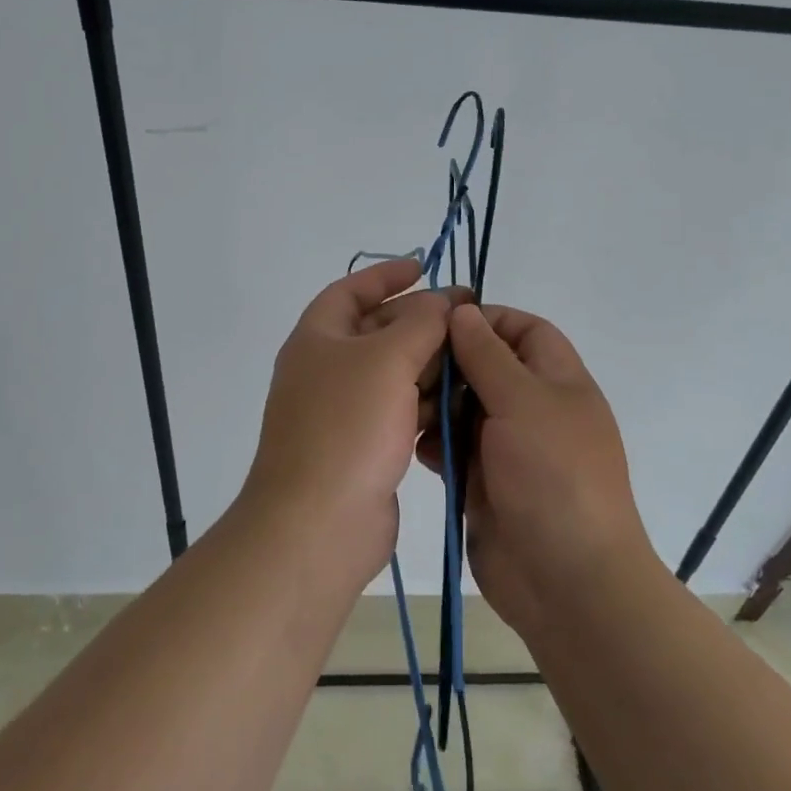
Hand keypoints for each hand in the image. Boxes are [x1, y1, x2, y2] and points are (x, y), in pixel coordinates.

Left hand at [243, 259, 462, 588]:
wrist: (318, 524)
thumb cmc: (348, 427)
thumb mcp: (387, 359)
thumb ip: (421, 322)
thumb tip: (442, 302)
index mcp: (318, 339)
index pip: (350, 290)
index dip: (386, 275)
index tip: (425, 266)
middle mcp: (327, 370)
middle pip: (378, 331)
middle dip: (421, 321)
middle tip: (469, 317)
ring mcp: (344, 411)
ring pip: (393, 373)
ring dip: (429, 364)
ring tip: (473, 361)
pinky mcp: (364, 447)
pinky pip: (399, 410)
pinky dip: (425, 403)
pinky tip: (457, 405)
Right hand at [418, 304, 655, 638]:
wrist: (567, 582)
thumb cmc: (553, 476)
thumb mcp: (523, 402)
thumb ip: (488, 355)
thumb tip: (463, 311)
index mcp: (557, 380)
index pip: (523, 330)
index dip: (486, 320)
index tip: (439, 325)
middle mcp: (533, 408)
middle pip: (485, 367)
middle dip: (449, 366)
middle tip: (411, 372)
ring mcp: (507, 447)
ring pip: (463, 408)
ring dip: (436, 406)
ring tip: (411, 415)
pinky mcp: (483, 481)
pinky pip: (452, 448)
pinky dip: (435, 444)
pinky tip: (420, 451)